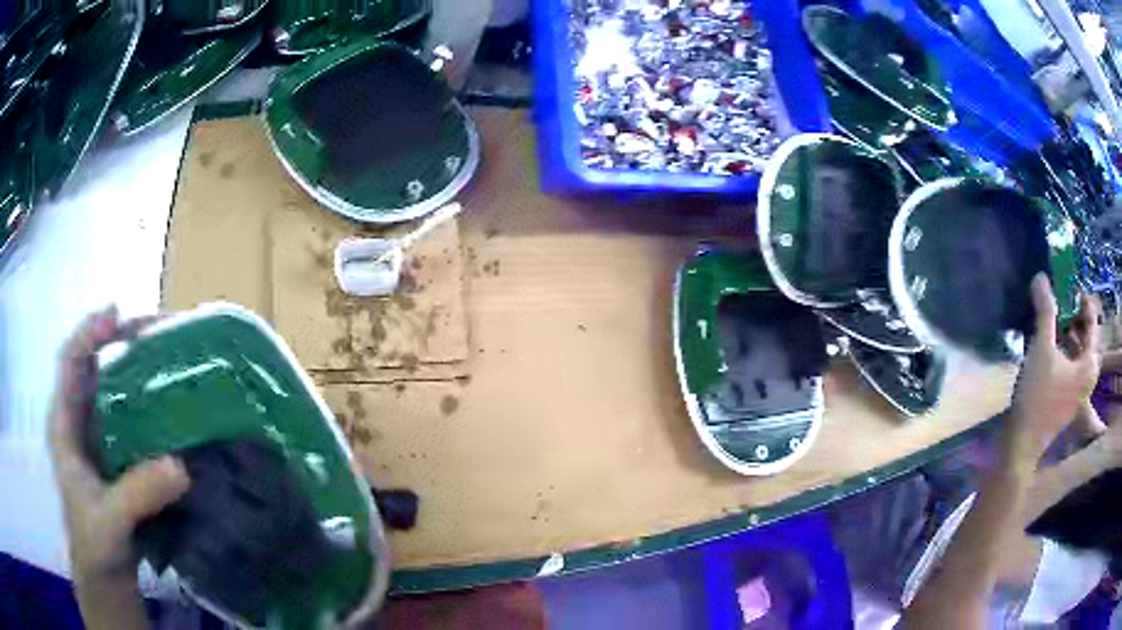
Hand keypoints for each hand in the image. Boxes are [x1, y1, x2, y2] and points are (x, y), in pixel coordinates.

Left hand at [48, 306, 189, 587]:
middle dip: (119, 341)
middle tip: (156, 331)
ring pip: (112, 389)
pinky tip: (169, 406)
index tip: (117, 316)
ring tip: (168, 358)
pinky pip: (129, 418)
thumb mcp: (111, 520)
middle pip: (93, 364)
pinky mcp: (116, 456)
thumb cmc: (95, 544)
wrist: (106, 577)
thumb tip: (180, 465)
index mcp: (64, 424)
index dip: (89, 332)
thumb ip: (138, 493)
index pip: (70, 360)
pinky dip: (147, 403)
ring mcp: (98, 438)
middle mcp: (78, 421)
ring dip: (136, 368)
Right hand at [1005, 275, 1101, 470]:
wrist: (1022, 443)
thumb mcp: (1042, 348)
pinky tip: (1049, 346)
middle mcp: (1088, 377)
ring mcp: (1078, 392)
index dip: (1082, 300)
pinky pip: (1071, 366)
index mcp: (1089, 364)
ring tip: (1053, 320)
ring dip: (1068, 333)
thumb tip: (1041, 277)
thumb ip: (1045, 312)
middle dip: (1074, 317)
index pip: (1092, 322)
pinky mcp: (1066, 400)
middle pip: (1086, 337)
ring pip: (1078, 352)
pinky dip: (1064, 351)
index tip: (1069, 284)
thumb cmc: (1038, 395)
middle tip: (1060, 300)